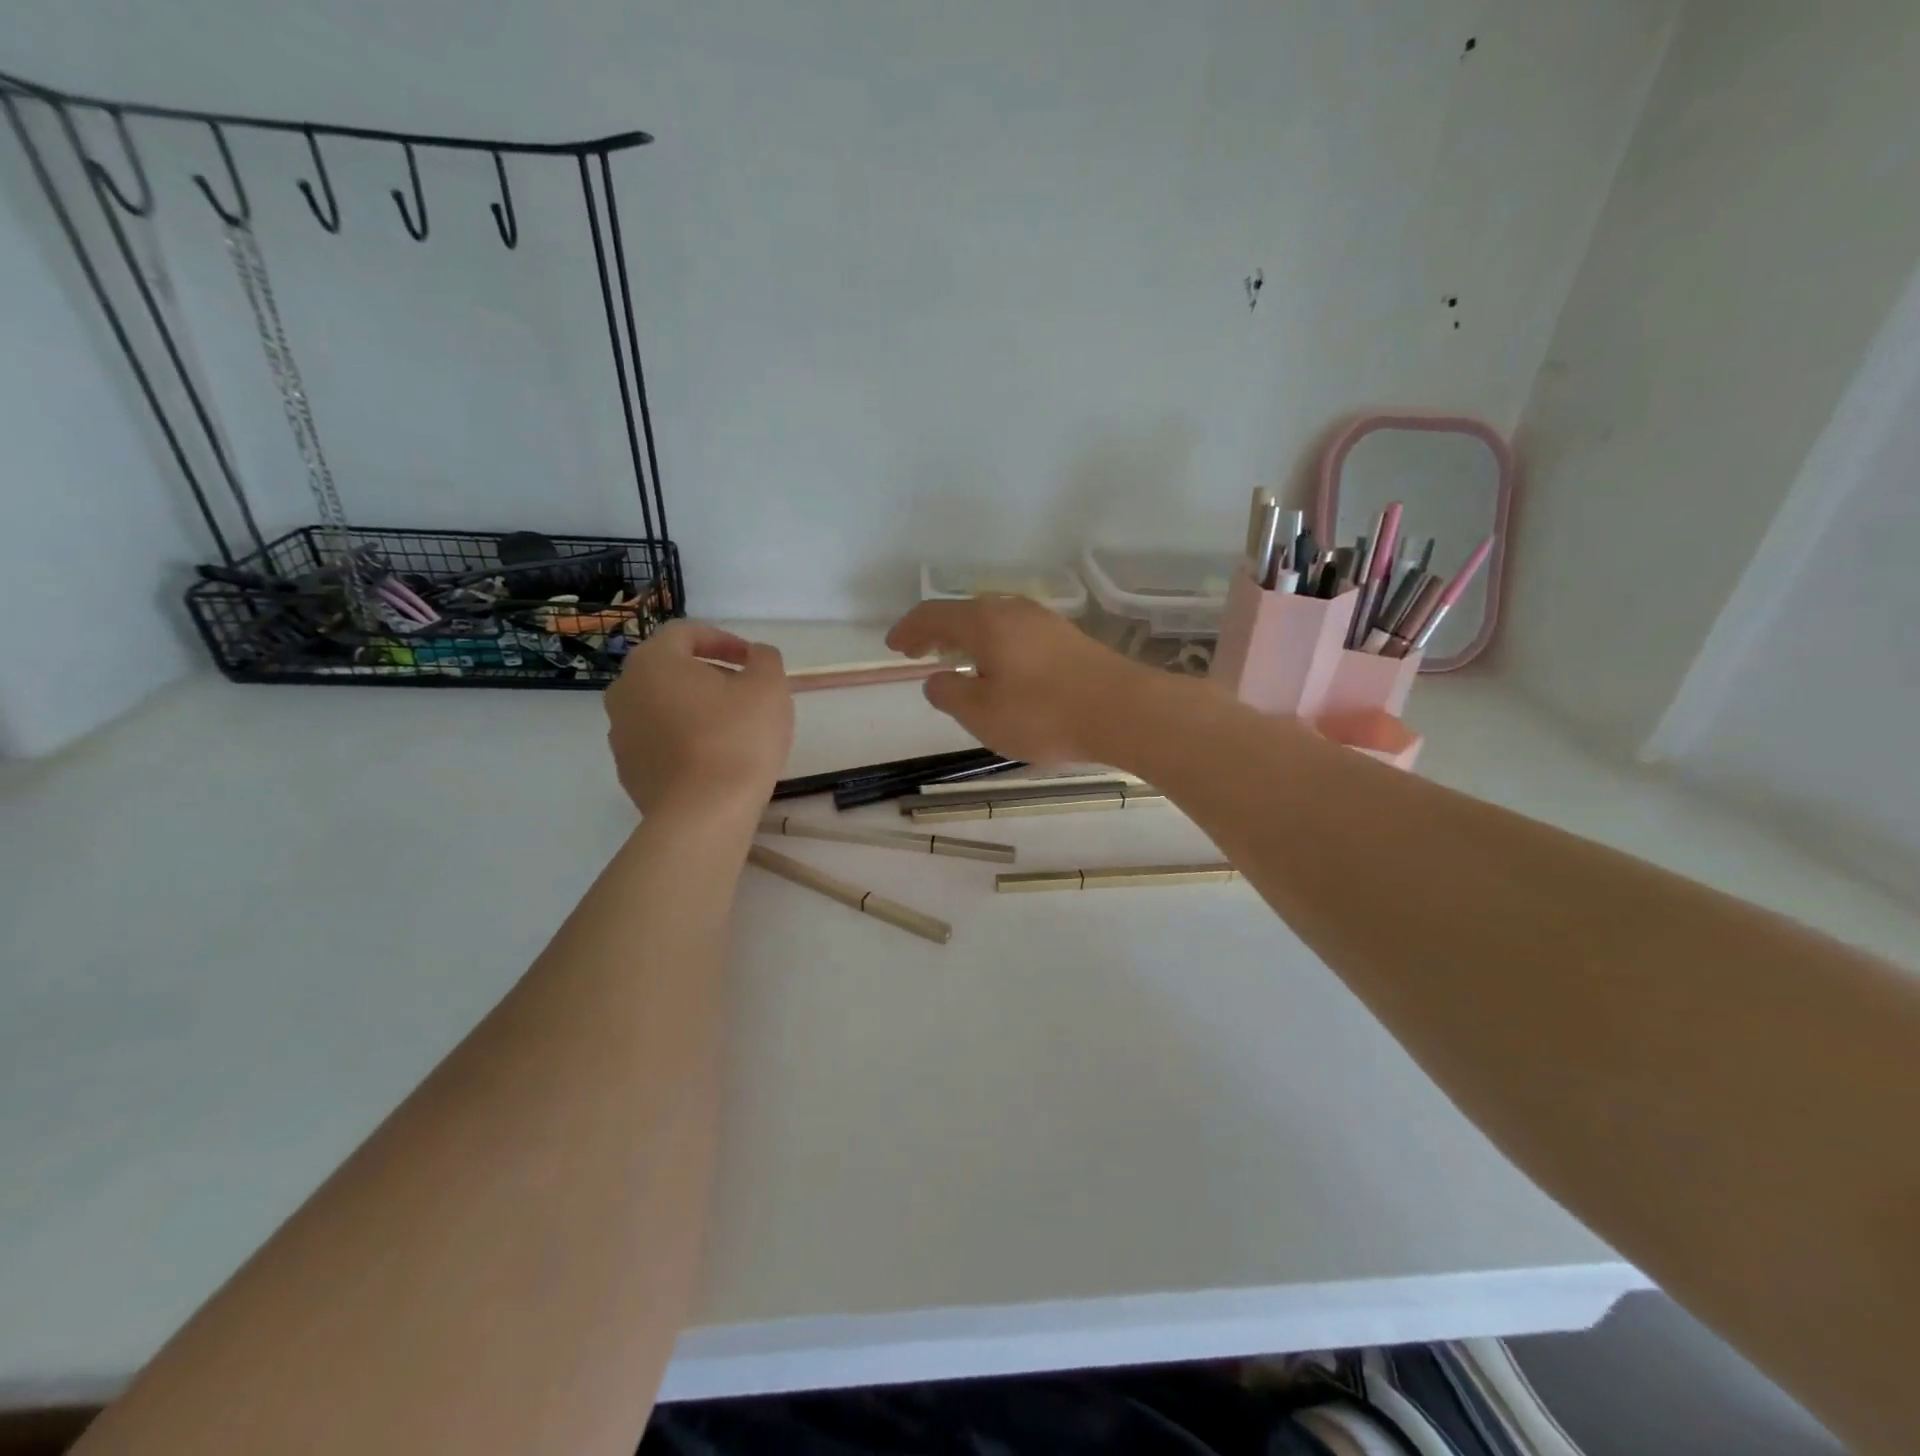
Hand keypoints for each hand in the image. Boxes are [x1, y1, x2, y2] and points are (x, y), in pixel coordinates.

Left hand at [605, 621, 792, 816]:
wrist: (704, 814)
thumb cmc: (737, 738)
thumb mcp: (768, 686)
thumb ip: (764, 658)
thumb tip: (755, 655)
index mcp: (653, 661)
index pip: (686, 633)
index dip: (725, 640)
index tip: (753, 661)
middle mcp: (625, 691)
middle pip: (671, 670)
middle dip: (710, 675)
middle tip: (746, 693)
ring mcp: (621, 734)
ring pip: (663, 707)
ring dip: (696, 709)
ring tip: (733, 729)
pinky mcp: (629, 771)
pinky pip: (660, 742)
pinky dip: (685, 740)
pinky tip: (716, 759)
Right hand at [886, 596, 1150, 764]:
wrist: (1124, 712)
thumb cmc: (1043, 714)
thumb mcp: (982, 714)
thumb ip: (950, 695)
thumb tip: (936, 680)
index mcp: (984, 622)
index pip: (934, 615)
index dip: (909, 629)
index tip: (892, 646)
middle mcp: (1013, 611)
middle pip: (964, 613)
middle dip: (938, 632)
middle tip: (920, 652)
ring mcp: (1045, 622)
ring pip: (994, 622)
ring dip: (968, 639)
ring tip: (957, 662)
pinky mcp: (1069, 639)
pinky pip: (1017, 634)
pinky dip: (995, 647)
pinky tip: (1001, 670)